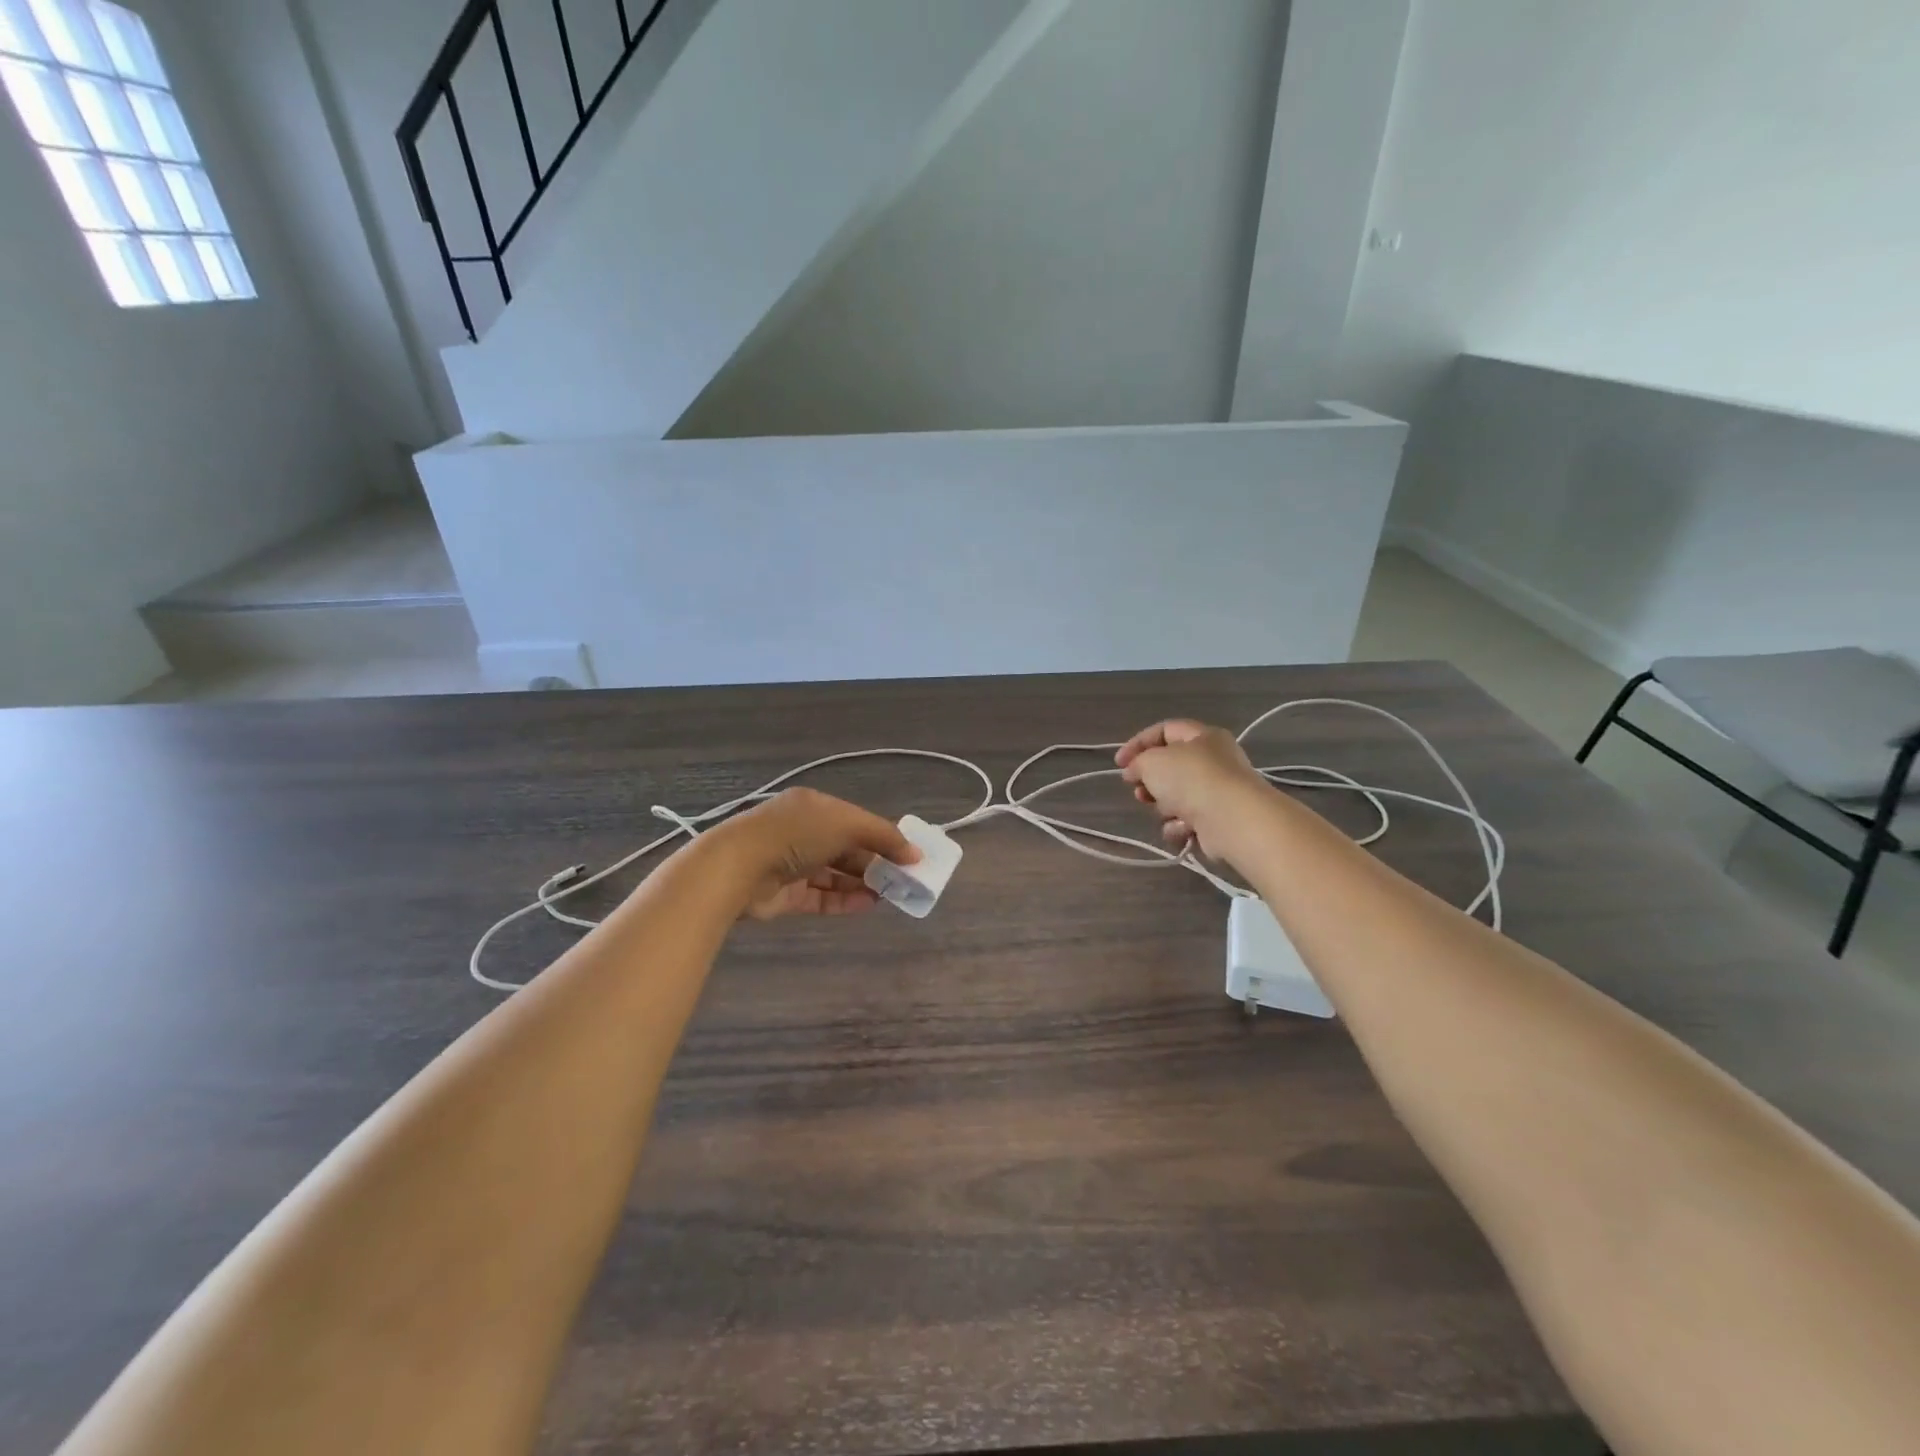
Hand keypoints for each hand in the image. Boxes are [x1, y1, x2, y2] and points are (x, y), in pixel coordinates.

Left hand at [718, 787, 921, 919]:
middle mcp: (803, 832)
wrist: (739, 867)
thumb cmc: (797, 834)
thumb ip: (884, 837)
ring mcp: (792, 863)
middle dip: (875, 861)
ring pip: (835, 874)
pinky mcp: (786, 894)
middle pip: (847, 848)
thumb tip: (915, 854)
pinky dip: (844, 900)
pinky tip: (868, 905)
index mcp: (815, 806)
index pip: (856, 820)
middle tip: (903, 878)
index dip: (883, 835)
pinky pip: (821, 896)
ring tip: (890, 894)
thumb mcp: (848, 825)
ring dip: (863, 882)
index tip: (908, 854)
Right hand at [1116, 719, 1272, 860]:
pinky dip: (1180, 827)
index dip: (1138, 744)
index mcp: (1203, 737)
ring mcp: (1218, 792)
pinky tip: (1183, 829)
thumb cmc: (1192, 779)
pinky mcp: (1218, 821)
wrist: (1233, 820)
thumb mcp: (1153, 761)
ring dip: (1164, 807)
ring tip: (1165, 811)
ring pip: (1176, 797)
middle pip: (1170, 768)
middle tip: (1139, 790)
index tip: (1119, 764)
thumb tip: (1135, 772)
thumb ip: (1137, 762)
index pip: (1165, 730)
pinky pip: (1187, 821)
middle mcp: (1214, 761)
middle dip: (1150, 781)